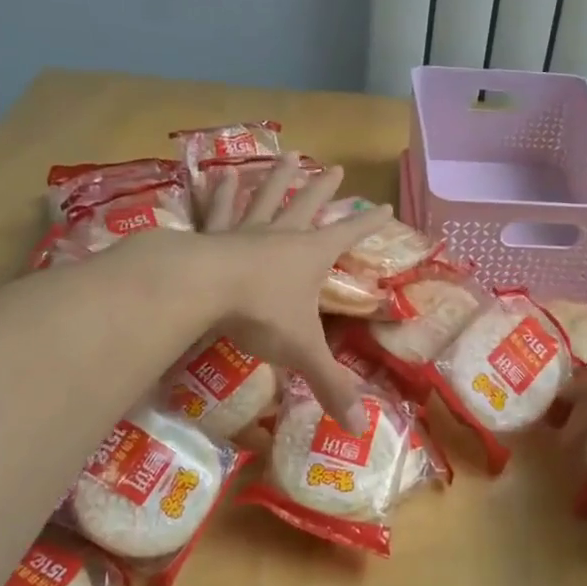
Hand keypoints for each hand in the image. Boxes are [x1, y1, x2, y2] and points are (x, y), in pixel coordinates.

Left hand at [197, 155, 392, 430]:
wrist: (201, 287)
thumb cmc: (261, 313)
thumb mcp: (302, 351)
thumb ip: (330, 386)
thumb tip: (359, 429)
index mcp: (310, 255)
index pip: (349, 235)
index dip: (369, 223)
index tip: (385, 205)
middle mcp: (282, 234)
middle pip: (308, 204)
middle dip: (324, 189)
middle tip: (336, 168)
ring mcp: (245, 229)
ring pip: (266, 197)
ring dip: (278, 178)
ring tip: (287, 156)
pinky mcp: (211, 233)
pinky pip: (218, 208)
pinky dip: (219, 192)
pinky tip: (217, 174)